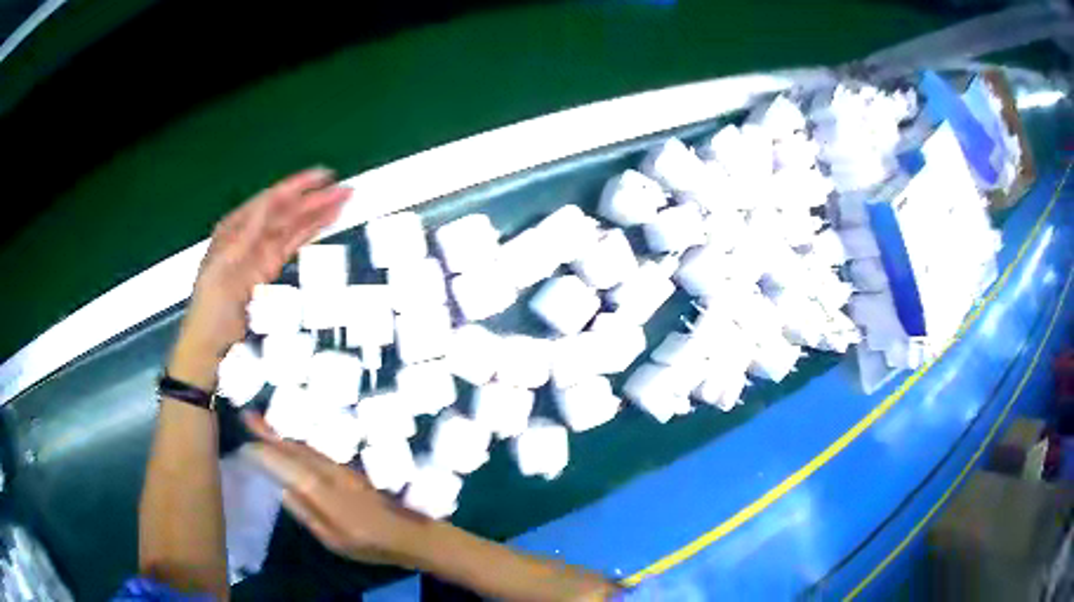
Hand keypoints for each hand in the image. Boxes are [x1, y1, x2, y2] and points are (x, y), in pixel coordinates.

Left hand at [174, 168, 350, 380]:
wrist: (210, 341)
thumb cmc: (209, 305)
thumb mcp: (221, 267)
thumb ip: (245, 234)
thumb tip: (268, 204)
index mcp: (235, 227)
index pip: (270, 201)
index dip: (297, 186)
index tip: (322, 176)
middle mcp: (249, 233)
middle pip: (286, 211)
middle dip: (314, 199)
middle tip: (344, 190)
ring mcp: (261, 251)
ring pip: (293, 226)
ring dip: (317, 213)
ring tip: (343, 202)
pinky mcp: (269, 268)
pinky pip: (292, 244)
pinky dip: (309, 232)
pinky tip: (325, 223)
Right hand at [240, 414, 423, 565]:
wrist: (408, 532)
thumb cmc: (369, 543)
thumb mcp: (333, 539)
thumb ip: (306, 513)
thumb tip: (281, 489)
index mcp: (325, 492)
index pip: (288, 467)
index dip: (266, 455)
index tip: (245, 446)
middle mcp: (331, 472)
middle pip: (295, 449)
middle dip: (270, 432)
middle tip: (247, 416)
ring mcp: (341, 467)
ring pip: (305, 447)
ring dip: (282, 434)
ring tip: (262, 423)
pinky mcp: (348, 468)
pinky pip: (315, 451)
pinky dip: (297, 443)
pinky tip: (290, 442)